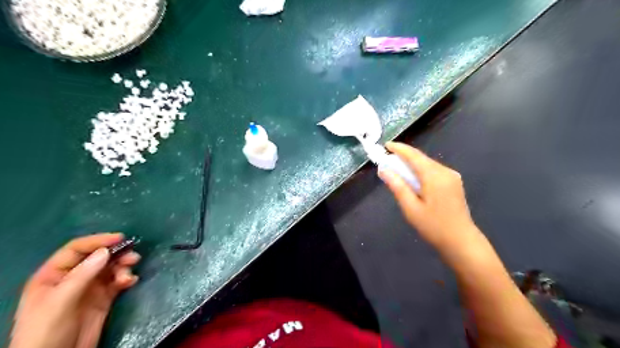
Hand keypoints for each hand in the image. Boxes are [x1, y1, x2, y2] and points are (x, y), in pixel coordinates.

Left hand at [10, 233, 139, 347]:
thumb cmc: (47, 330)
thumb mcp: (60, 301)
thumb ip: (83, 275)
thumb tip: (106, 251)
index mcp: (54, 275)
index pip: (77, 250)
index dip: (98, 241)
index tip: (120, 238)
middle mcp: (73, 278)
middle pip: (98, 257)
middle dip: (116, 254)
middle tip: (133, 257)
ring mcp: (89, 288)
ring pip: (111, 268)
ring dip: (123, 267)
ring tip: (129, 274)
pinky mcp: (103, 298)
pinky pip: (118, 281)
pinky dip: (126, 278)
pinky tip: (130, 282)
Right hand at [378, 142, 478, 252]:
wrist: (461, 241)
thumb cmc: (433, 226)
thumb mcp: (411, 208)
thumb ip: (397, 186)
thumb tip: (383, 170)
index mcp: (434, 176)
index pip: (414, 156)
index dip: (399, 149)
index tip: (386, 145)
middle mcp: (445, 171)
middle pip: (421, 158)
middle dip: (404, 156)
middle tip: (388, 159)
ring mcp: (452, 176)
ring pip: (428, 163)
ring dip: (412, 163)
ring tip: (397, 168)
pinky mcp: (454, 182)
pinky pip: (434, 170)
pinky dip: (421, 170)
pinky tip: (413, 178)